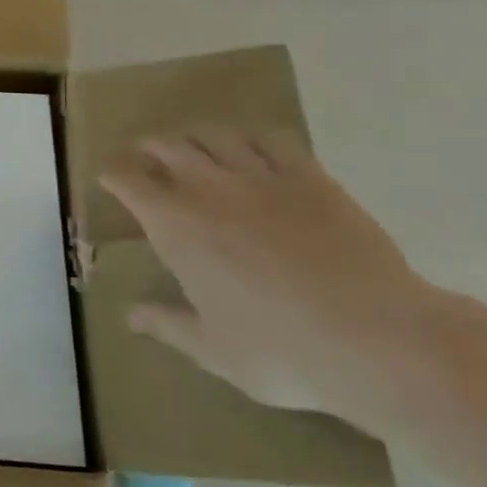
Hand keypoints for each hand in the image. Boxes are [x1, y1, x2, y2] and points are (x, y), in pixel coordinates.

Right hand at [100, 128, 440, 425]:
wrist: (377, 339)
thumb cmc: (280, 349)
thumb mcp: (212, 349)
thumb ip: (166, 324)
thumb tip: (130, 316)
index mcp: (175, 226)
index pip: (129, 182)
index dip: (114, 175)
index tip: (109, 177)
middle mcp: (209, 190)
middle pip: (168, 147)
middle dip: (150, 146)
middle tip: (146, 154)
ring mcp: (262, 178)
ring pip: (216, 136)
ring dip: (196, 136)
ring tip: (194, 145)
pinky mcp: (311, 179)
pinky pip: (273, 140)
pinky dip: (252, 137)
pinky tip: (252, 147)